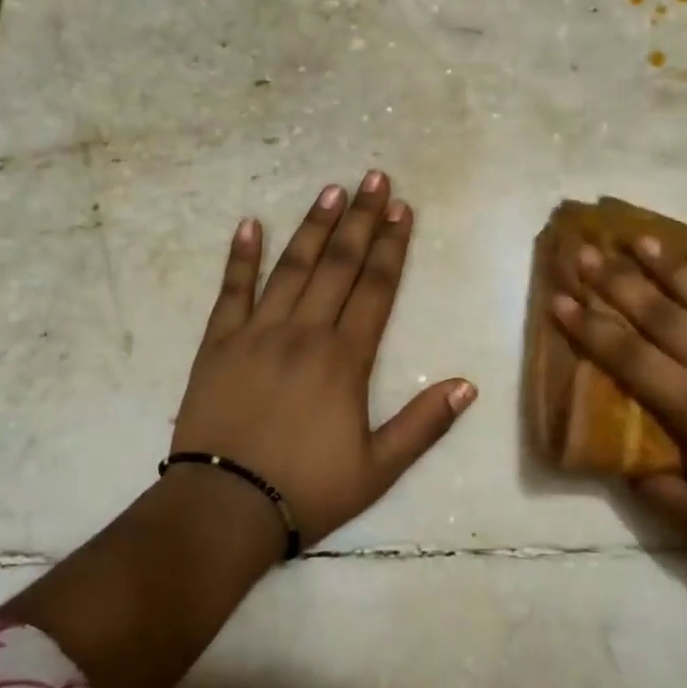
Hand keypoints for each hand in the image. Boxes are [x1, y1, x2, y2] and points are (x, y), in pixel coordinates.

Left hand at [171, 171, 477, 546]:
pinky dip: (240, 257)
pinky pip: (231, 291)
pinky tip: (249, 224)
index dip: (393, 246)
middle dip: (361, 219)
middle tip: (375, 178)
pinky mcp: (218, 344)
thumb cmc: (307, 489)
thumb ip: (423, 424)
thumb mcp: (378, 468)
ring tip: (332, 190)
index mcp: (344, 359)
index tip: (403, 209)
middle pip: (339, 265)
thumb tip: (468, 384)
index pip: (377, 288)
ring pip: (291, 267)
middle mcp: (304, 333)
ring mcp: (257, 333)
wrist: (224, 508)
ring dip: (314, 226)